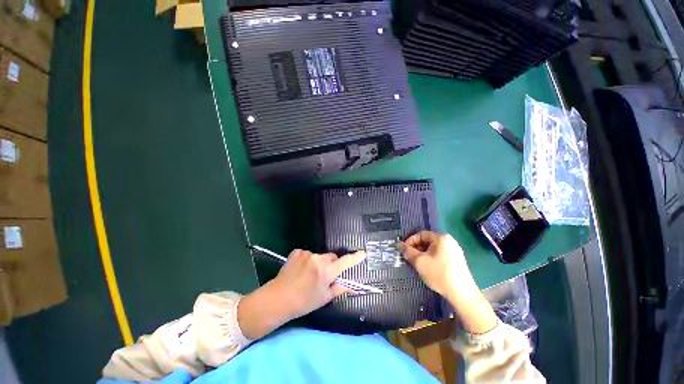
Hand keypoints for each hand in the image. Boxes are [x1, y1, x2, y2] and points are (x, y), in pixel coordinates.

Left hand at [270, 249, 366, 318]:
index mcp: (326, 272)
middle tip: (325, 275)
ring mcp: (306, 254)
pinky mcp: (297, 251)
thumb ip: (340, 288)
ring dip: (318, 262)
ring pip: (319, 256)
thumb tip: (354, 286)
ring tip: (309, 274)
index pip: (345, 262)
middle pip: (332, 257)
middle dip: (331, 264)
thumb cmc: (303, 302)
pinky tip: (300, 269)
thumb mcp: (324, 298)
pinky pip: (308, 254)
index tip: (363, 253)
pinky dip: (307, 260)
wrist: (278, 299)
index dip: (355, 258)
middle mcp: (318, 260)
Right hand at [398, 231, 497, 333]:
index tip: (403, 250)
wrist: (462, 294)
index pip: (421, 234)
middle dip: (416, 248)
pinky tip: (427, 267)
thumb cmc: (439, 274)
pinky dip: (431, 258)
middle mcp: (449, 241)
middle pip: (427, 240)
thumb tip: (399, 244)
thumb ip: (408, 251)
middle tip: (409, 257)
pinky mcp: (457, 260)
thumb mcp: (419, 261)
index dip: (410, 241)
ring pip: (433, 248)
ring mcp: (454, 250)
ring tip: (416, 263)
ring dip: (422, 253)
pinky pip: (440, 254)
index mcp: (441, 238)